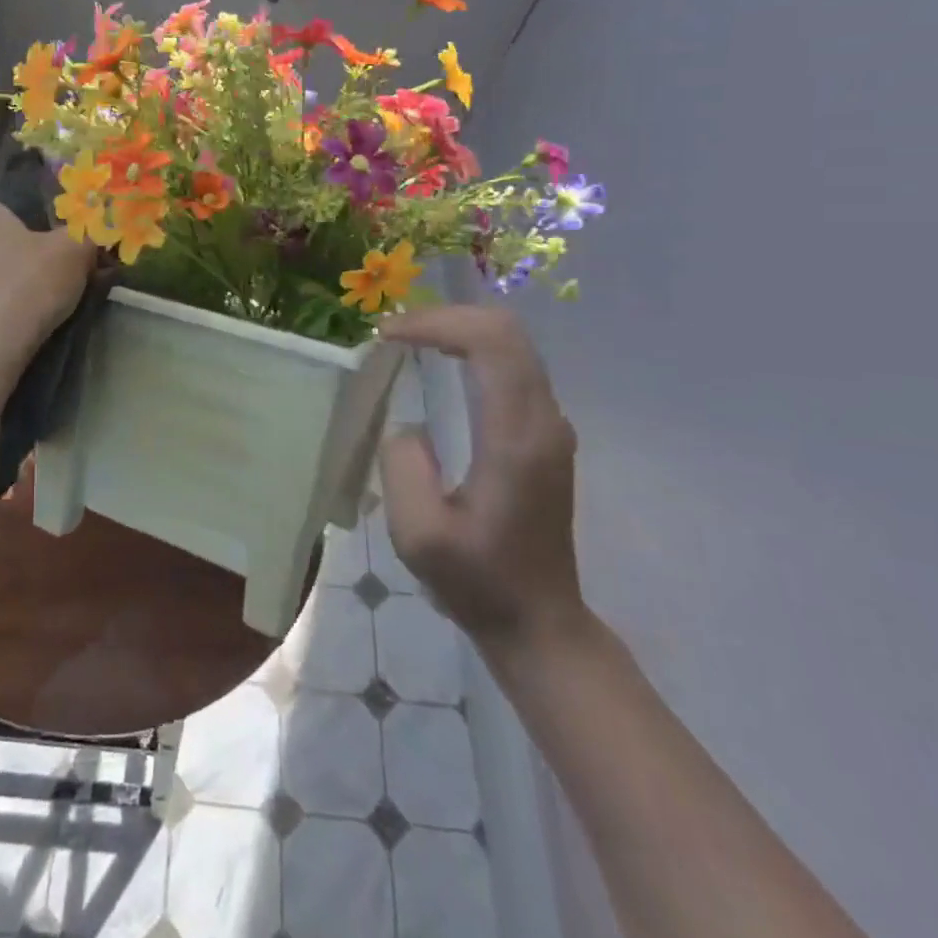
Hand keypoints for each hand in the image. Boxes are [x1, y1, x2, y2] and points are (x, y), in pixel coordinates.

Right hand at [376, 305, 584, 653]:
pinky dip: (471, 347)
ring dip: (459, 328)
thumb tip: (410, 426)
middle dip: (446, 316)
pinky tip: (440, 361)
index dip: (437, 323)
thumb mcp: (419, 536)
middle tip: (394, 331)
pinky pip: (512, 364)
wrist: (539, 621)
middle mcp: (544, 419)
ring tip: (409, 339)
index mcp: (517, 438)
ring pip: (512, 342)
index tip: (387, 336)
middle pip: (506, 330)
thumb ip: (403, 467)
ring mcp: (550, 424)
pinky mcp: (543, 432)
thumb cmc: (478, 582)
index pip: (491, 343)